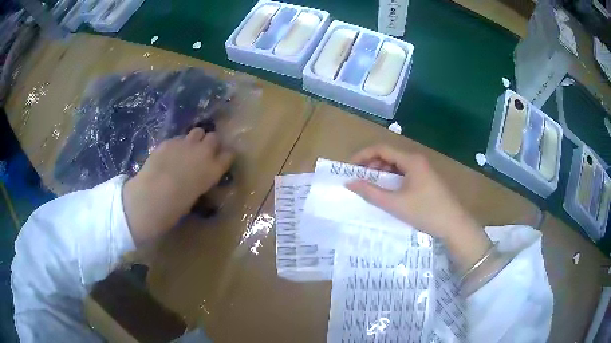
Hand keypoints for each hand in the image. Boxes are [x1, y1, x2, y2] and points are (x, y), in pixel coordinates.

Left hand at [122, 128, 233, 244]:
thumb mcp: (195, 197)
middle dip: (211, 143)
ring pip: (197, 131)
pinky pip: (178, 138)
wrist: (151, 196)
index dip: (225, 157)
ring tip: (188, 150)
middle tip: (204, 153)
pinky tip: (169, 155)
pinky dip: (178, 144)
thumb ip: (200, 182)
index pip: (229, 155)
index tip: (221, 161)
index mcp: (213, 170)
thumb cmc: (175, 208)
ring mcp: (185, 144)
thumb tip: (197, 179)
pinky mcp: (169, 141)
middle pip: (214, 137)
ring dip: (196, 139)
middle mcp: (203, 152)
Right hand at [346, 145, 490, 270]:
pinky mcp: (426, 179)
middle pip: (388, 155)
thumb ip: (371, 192)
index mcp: (410, 160)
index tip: (349, 168)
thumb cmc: (425, 212)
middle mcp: (417, 160)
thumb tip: (350, 182)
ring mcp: (423, 170)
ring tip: (371, 187)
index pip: (381, 149)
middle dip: (371, 165)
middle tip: (359, 180)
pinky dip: (392, 180)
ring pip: (396, 165)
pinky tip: (387, 192)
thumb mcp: (395, 204)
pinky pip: (404, 174)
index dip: (362, 155)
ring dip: (381, 173)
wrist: (454, 225)